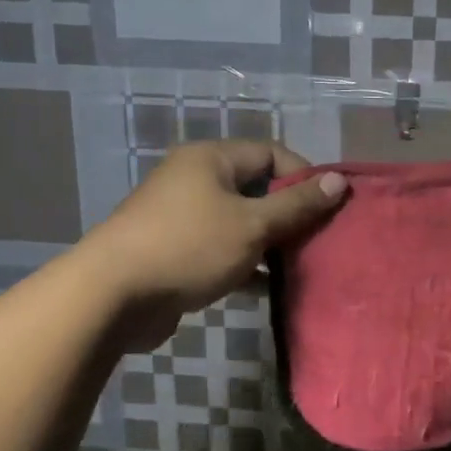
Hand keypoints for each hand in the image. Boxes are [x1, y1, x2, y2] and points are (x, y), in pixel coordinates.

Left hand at [85, 140, 346, 350]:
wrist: (112, 297)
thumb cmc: (189, 248)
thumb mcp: (252, 225)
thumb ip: (297, 204)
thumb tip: (339, 180)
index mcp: (211, 160)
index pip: (271, 153)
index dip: (303, 176)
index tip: (328, 207)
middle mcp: (195, 180)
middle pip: (256, 188)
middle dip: (289, 213)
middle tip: (318, 238)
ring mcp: (182, 217)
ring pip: (240, 222)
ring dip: (270, 241)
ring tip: (300, 264)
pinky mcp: (176, 252)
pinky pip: (222, 249)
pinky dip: (246, 263)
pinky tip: (267, 287)